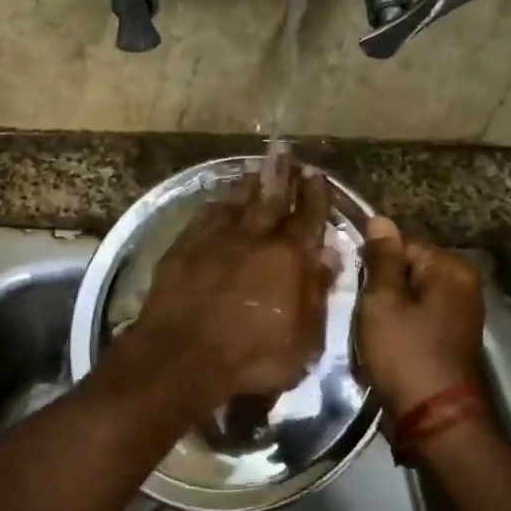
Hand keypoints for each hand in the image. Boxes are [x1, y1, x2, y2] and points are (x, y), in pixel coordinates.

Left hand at [122, 168, 335, 413]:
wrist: (182, 356)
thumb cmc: (250, 358)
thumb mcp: (302, 341)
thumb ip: (316, 295)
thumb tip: (329, 255)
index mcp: (288, 258)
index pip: (308, 218)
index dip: (315, 196)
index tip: (316, 174)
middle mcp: (254, 238)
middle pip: (271, 198)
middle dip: (281, 174)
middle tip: (284, 152)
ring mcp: (216, 239)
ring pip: (237, 201)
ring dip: (249, 184)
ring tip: (256, 168)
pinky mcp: (184, 247)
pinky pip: (205, 215)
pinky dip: (217, 204)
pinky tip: (219, 200)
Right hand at [356, 216, 486, 416]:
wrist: (433, 417)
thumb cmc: (404, 353)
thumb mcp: (382, 301)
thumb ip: (381, 259)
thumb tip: (381, 219)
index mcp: (451, 268)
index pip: (401, 244)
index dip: (373, 264)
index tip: (355, 287)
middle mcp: (464, 283)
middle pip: (408, 268)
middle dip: (382, 286)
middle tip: (362, 311)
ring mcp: (462, 311)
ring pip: (411, 293)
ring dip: (389, 307)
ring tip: (371, 328)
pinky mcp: (453, 335)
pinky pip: (419, 315)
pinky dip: (401, 323)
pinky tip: (386, 341)